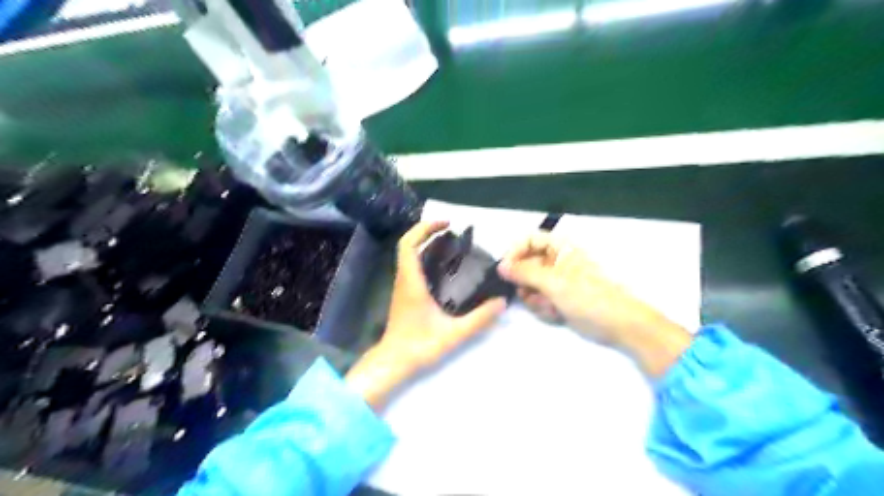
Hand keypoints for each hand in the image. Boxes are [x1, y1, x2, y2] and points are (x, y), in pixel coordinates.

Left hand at [348, 222, 507, 409]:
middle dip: (426, 231)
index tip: (446, 224)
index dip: (424, 228)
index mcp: (411, 282)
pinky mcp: (404, 294)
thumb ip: (479, 319)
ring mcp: (402, 287)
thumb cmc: (419, 346)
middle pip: (407, 245)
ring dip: (425, 243)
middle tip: (451, 230)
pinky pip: (411, 266)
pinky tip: (443, 266)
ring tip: (450, 244)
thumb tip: (502, 302)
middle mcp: (404, 280)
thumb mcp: (454, 334)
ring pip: (408, 255)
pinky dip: (424, 256)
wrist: (393, 362)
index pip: (409, 244)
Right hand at [497, 230, 688, 375]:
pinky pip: (539, 299)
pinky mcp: (560, 298)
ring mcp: (558, 281)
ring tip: (549, 307)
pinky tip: (556, 314)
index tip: (505, 270)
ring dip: (535, 298)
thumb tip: (501, 267)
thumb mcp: (555, 282)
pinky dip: (544, 307)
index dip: (515, 252)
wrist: (620, 325)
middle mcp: (557, 261)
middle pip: (526, 264)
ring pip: (530, 285)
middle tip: (531, 295)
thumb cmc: (590, 296)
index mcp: (561, 247)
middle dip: (526, 283)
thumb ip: (525, 272)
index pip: (529, 239)